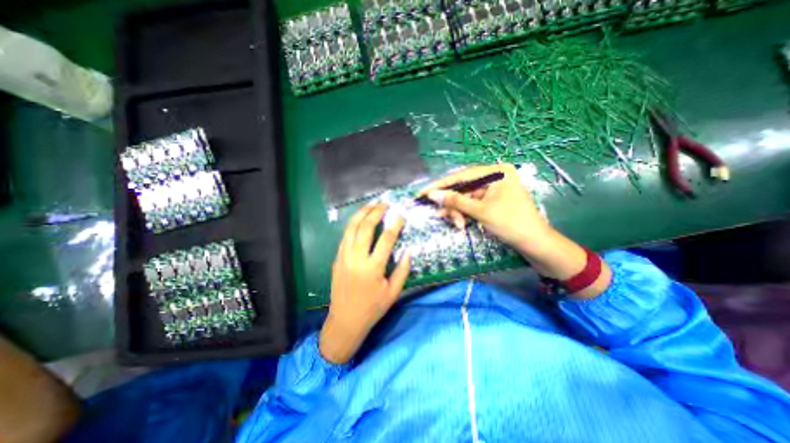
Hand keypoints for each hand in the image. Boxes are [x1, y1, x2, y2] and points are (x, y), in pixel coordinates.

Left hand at [317, 203, 410, 363]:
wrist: (345, 321)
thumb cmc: (372, 309)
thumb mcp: (393, 293)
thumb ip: (402, 271)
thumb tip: (408, 251)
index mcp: (373, 268)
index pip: (386, 239)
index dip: (394, 224)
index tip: (400, 214)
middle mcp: (356, 259)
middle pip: (365, 228)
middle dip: (375, 212)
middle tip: (384, 204)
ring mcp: (344, 257)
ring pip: (351, 229)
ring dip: (361, 214)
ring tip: (370, 205)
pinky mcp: (337, 259)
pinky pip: (344, 237)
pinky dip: (352, 225)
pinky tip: (358, 220)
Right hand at [420, 165, 549, 255]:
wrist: (535, 244)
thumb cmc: (511, 223)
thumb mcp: (480, 211)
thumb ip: (455, 201)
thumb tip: (432, 194)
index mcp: (496, 172)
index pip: (461, 176)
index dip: (440, 185)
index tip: (422, 193)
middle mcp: (494, 177)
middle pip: (463, 188)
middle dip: (452, 204)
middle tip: (440, 215)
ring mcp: (493, 189)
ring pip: (466, 198)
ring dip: (458, 211)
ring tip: (457, 224)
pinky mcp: (492, 201)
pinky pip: (472, 205)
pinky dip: (465, 214)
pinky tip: (460, 223)